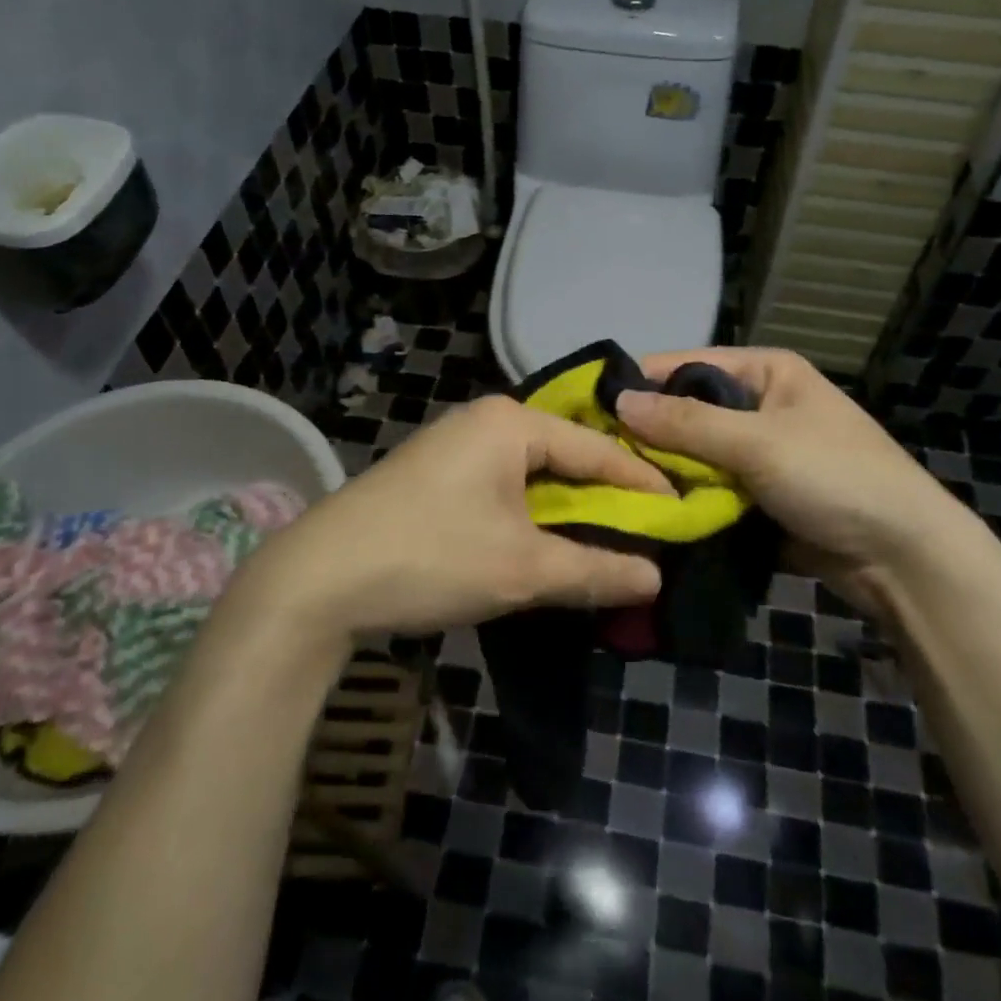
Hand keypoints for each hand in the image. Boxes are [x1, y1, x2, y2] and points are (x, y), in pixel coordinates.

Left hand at [229, 396, 666, 650]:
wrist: (317, 580)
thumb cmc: (430, 557)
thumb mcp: (522, 569)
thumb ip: (594, 570)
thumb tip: (655, 579)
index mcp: (511, 422)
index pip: (598, 448)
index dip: (643, 484)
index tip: (682, 514)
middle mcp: (486, 421)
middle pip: (566, 457)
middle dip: (606, 499)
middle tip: (651, 532)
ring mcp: (456, 445)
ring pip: (534, 475)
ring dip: (569, 511)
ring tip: (610, 542)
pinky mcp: (436, 474)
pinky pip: (504, 487)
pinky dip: (533, 515)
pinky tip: (550, 541)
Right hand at [616, 347, 981, 594]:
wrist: (904, 558)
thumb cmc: (836, 477)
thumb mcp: (758, 443)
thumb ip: (686, 423)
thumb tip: (618, 401)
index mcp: (765, 371)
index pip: (686, 365)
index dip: (640, 385)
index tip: (588, 410)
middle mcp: (759, 404)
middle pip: (687, 412)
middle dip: (649, 436)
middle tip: (593, 459)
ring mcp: (758, 453)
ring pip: (693, 455)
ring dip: (664, 473)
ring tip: (610, 489)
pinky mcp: (757, 496)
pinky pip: (708, 489)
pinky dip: (684, 500)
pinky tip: (646, 513)